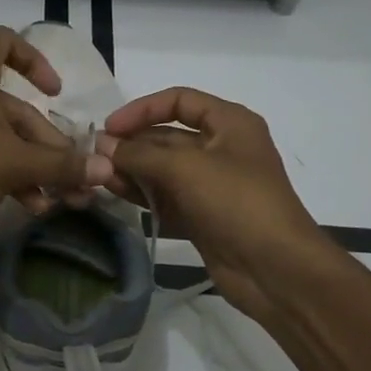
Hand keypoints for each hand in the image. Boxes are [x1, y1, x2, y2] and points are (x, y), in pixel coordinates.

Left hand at [0, 26, 114, 256]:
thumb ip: (60, 164)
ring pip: (3, 136)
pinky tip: (32, 206)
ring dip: (34, 166)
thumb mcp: (12, 164)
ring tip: (61, 199)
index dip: (34, 60)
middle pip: (15, 107)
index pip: (5, 41)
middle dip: (49, 144)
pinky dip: (9, 174)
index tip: (55, 92)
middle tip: (76, 176)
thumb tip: (106, 169)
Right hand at [98, 87, 323, 320]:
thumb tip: (102, 144)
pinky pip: (167, 198)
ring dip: (132, 171)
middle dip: (132, 145)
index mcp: (230, 124)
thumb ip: (140, 154)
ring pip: (163, 169)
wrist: (276, 270)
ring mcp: (212, 185)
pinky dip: (143, 196)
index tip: (110, 127)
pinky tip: (115, 195)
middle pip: (167, 136)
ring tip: (99, 177)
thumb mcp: (185, 168)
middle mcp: (222, 149)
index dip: (142, 109)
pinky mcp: (203, 216)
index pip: (179, 101)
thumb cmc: (236, 203)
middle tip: (94, 157)